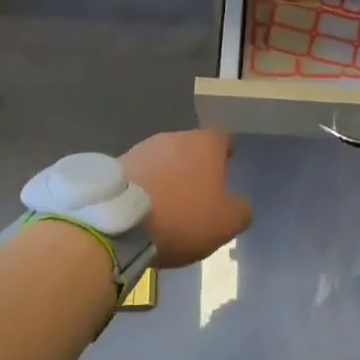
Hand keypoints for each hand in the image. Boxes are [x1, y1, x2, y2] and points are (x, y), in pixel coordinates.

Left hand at [120, 129, 252, 268]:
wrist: (118, 222)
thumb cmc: (182, 216)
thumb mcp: (226, 223)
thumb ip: (241, 210)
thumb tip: (240, 205)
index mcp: (205, 144)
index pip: (223, 138)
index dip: (227, 152)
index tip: (228, 167)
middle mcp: (175, 137)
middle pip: (192, 147)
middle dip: (196, 166)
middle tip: (200, 192)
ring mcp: (143, 148)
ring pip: (165, 159)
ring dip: (170, 175)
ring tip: (170, 203)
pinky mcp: (118, 164)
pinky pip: (142, 173)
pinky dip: (147, 186)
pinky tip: (145, 208)